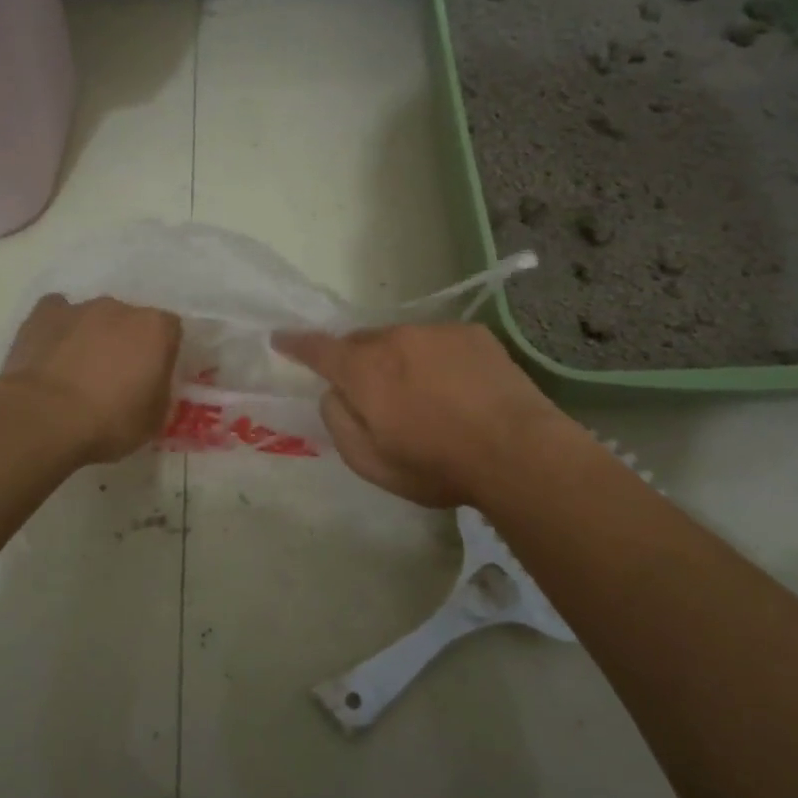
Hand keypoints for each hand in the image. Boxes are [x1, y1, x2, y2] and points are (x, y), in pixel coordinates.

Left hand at [3, 295, 182, 463]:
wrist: (44, 418)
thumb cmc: (109, 421)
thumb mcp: (154, 420)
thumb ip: (160, 392)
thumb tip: (153, 385)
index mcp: (155, 329)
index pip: (170, 331)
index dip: (163, 353)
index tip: (154, 377)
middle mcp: (121, 308)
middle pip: (131, 321)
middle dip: (127, 342)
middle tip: (117, 377)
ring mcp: (79, 307)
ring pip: (94, 317)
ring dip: (93, 336)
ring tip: (79, 372)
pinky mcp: (43, 314)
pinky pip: (58, 314)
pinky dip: (59, 330)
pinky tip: (53, 353)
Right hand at [273, 322, 573, 507]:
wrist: (517, 451)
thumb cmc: (436, 465)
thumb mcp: (370, 462)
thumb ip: (339, 421)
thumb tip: (334, 393)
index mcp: (364, 370)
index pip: (318, 349)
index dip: (296, 344)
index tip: (281, 338)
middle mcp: (395, 339)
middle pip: (362, 342)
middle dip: (356, 361)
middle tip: (369, 391)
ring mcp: (436, 332)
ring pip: (401, 340)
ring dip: (398, 361)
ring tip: (421, 394)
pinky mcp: (472, 334)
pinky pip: (438, 342)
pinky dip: (434, 359)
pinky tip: (456, 388)